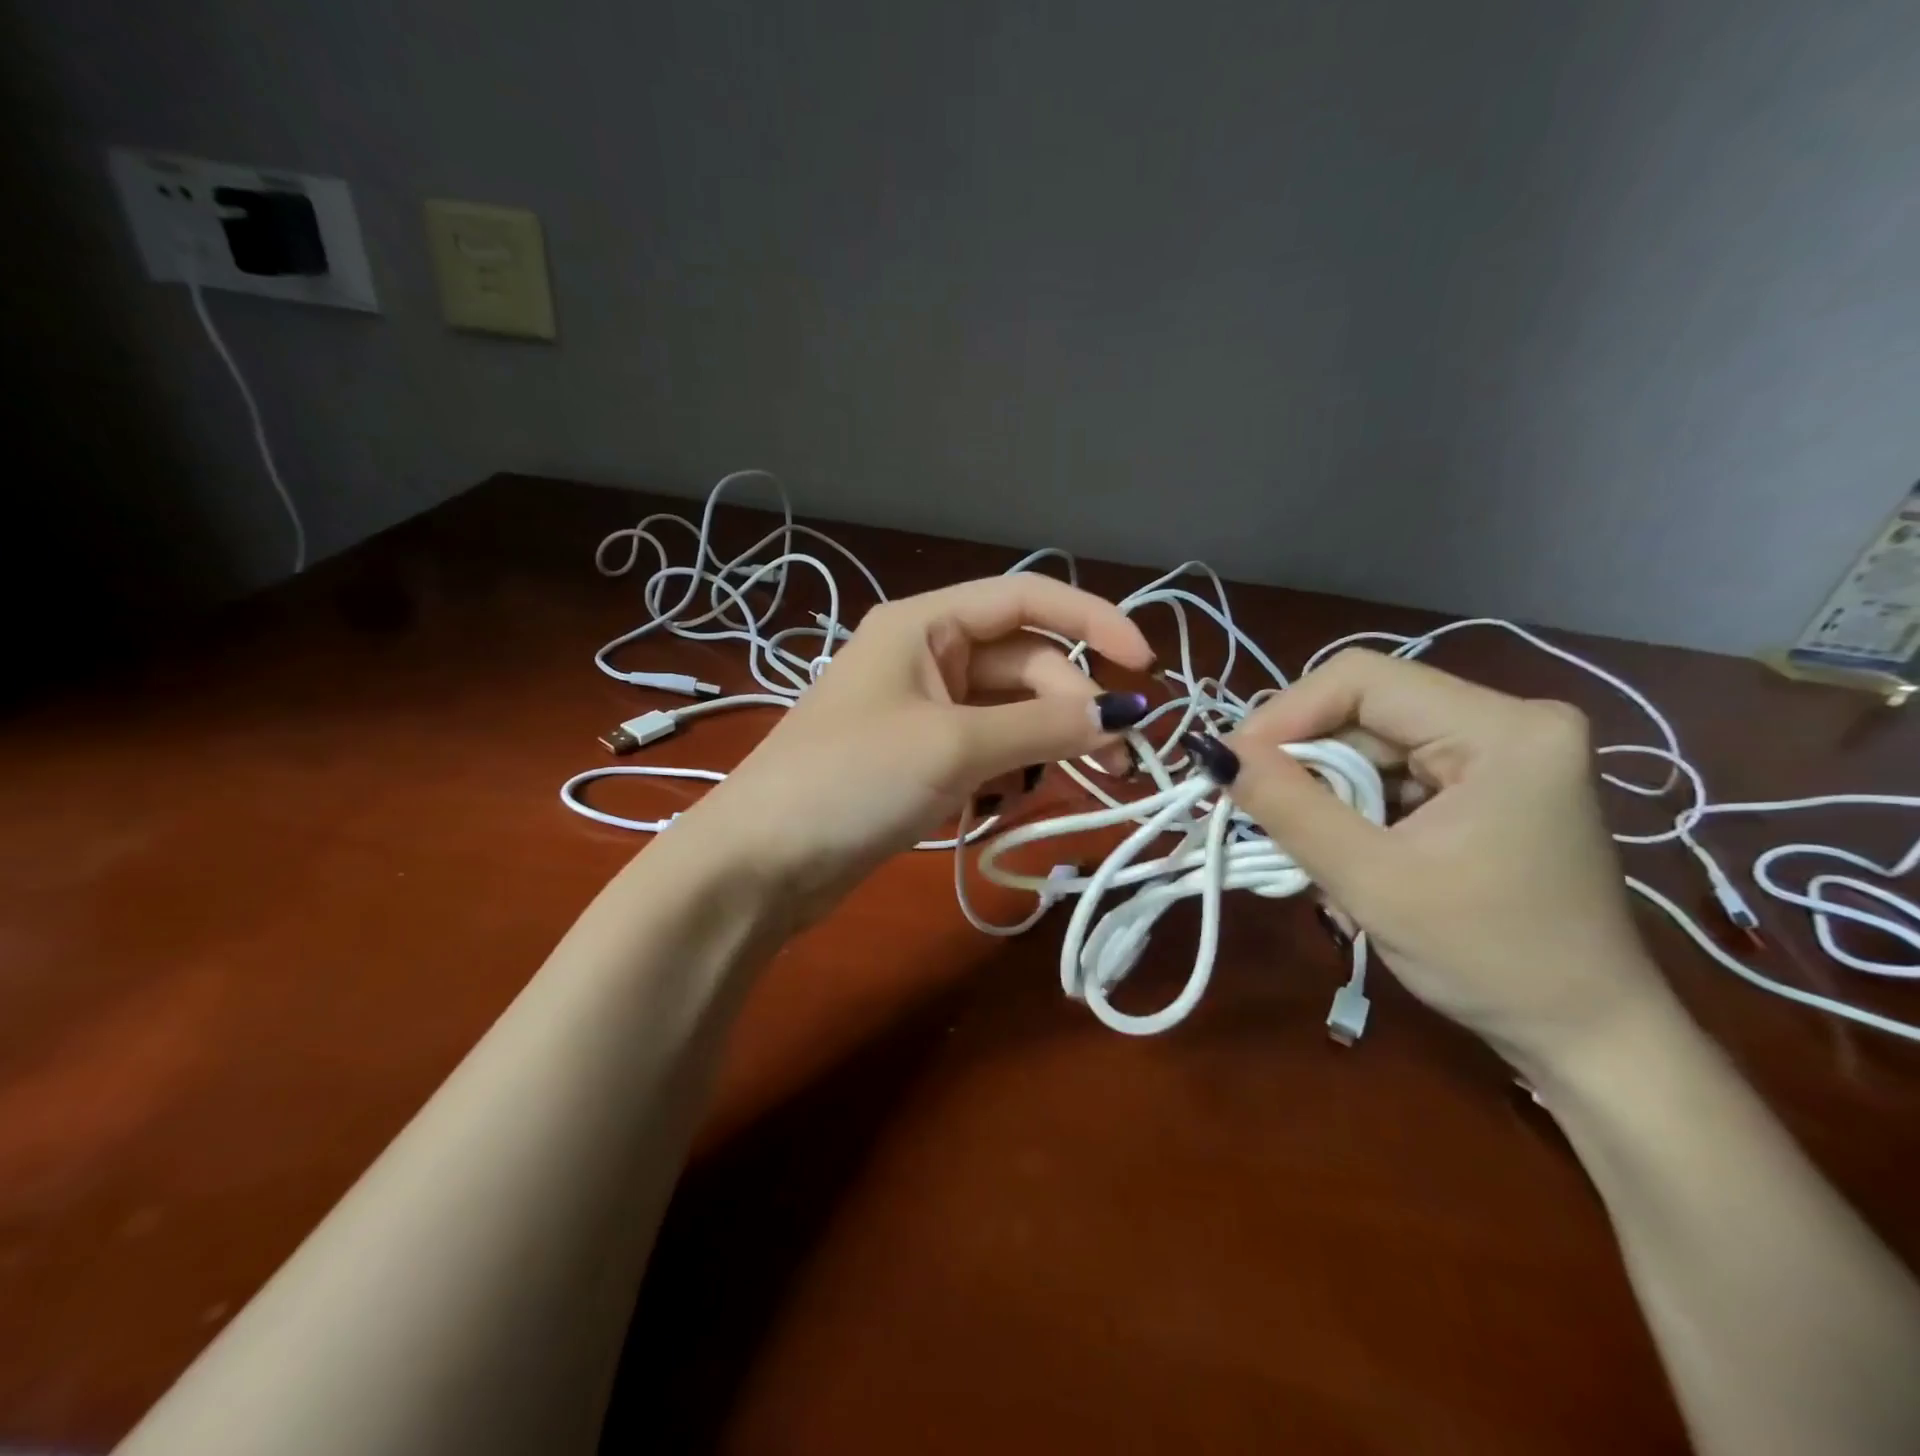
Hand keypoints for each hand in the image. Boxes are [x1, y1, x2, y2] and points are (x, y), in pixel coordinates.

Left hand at [675, 575, 1153, 922]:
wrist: (762, 863)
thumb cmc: (850, 781)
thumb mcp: (954, 745)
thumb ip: (1043, 725)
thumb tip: (1123, 713)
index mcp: (924, 625)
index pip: (1026, 599)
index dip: (1093, 621)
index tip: (1145, 666)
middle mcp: (926, 656)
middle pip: (1024, 663)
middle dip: (1074, 704)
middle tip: (1118, 760)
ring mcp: (922, 709)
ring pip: (1010, 710)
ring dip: (1052, 738)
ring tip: (1094, 780)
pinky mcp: (920, 757)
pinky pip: (988, 746)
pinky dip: (1016, 765)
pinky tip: (1027, 794)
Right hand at [1221, 648, 1669, 1071]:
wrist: (1585, 1034)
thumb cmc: (1489, 960)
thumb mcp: (1372, 881)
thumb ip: (1288, 807)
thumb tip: (1213, 752)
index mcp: (1502, 729)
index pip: (1361, 679)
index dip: (1284, 714)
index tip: (1233, 767)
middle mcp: (1509, 720)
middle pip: (1364, 710)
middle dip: (1303, 761)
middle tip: (1252, 810)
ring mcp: (1502, 751)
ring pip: (1370, 742)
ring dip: (1323, 790)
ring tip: (1300, 845)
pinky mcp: (1489, 782)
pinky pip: (1392, 772)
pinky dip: (1352, 806)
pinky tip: (1342, 850)